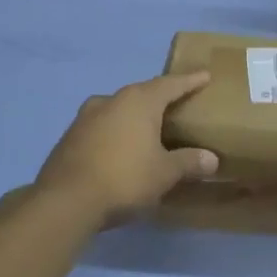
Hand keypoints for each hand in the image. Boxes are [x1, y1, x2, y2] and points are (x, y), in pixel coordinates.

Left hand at [35, 72, 219, 228]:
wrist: (66, 201)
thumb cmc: (125, 178)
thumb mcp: (164, 173)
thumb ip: (188, 162)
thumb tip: (211, 159)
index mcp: (138, 101)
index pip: (170, 84)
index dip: (189, 81)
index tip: (204, 75)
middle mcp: (111, 100)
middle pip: (142, 93)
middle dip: (160, 97)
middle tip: (177, 103)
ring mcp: (86, 117)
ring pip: (118, 108)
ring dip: (134, 115)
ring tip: (148, 126)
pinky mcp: (70, 136)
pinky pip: (102, 126)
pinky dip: (116, 131)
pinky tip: (121, 146)